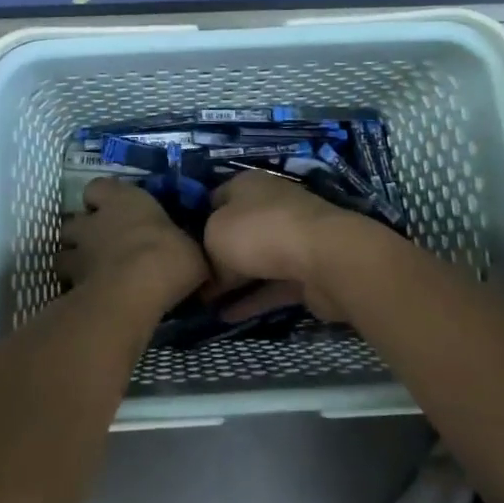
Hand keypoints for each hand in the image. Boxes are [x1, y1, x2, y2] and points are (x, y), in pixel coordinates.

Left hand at [58, 178, 208, 313]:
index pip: (98, 187)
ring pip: (63, 253)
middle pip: (74, 221)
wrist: (137, 289)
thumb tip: (193, 255)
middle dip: (82, 233)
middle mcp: (95, 221)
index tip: (112, 210)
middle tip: (101, 247)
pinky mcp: (72, 284)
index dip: (101, 198)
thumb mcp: (192, 248)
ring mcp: (79, 253)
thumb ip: (184, 247)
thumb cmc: (170, 255)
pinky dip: (76, 290)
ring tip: (92, 274)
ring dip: (74, 261)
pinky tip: (92, 299)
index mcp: (124, 200)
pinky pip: (67, 284)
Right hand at [203, 171, 379, 322]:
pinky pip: (272, 285)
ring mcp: (292, 238)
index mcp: (248, 184)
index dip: (195, 221)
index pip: (214, 199)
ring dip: (234, 282)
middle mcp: (271, 205)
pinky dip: (252, 300)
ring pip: (255, 260)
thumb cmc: (259, 233)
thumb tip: (211, 272)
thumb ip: (206, 251)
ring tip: (204, 305)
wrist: (324, 258)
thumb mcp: (214, 235)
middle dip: (215, 255)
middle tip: (191, 281)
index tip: (180, 248)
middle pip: (236, 231)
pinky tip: (227, 318)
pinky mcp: (307, 271)